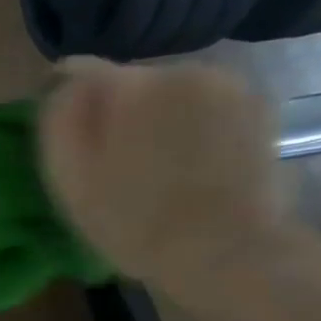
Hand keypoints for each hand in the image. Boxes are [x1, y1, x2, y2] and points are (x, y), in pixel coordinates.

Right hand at [40, 59, 291, 302]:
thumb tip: (63, 80)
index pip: (80, 70)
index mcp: (128, 86)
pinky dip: (198, 124)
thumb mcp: (71, 178)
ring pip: (172, 91)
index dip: (70, 103)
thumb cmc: (132, 222)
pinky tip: (195, 164)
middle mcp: (179, 69)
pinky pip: (208, 104)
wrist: (224, 251)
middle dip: (121, 111)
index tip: (72, 139)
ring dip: (160, 117)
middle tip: (117, 162)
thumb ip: (61, 118)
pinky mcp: (259, 105)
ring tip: (159, 166)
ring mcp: (226, 84)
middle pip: (131, 81)